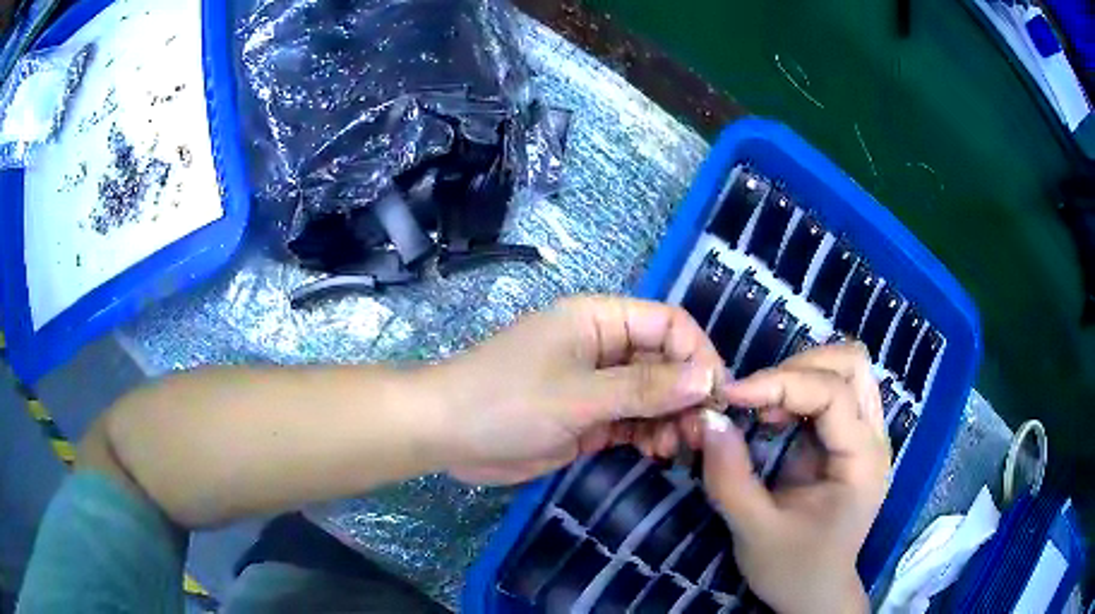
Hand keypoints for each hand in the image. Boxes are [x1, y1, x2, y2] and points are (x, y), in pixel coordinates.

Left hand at [427, 295, 725, 484]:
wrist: (446, 435)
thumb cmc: (506, 402)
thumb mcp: (579, 395)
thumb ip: (645, 388)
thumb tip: (708, 378)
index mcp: (599, 319)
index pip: (668, 324)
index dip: (698, 355)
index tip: (719, 395)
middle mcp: (602, 346)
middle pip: (664, 361)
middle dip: (687, 394)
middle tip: (702, 432)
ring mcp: (595, 384)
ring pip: (652, 395)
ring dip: (671, 418)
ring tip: (678, 447)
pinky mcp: (587, 417)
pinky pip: (632, 420)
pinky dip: (649, 434)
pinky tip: (657, 452)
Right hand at [701, 343, 889, 613]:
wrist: (816, 593)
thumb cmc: (793, 569)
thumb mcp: (754, 531)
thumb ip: (730, 477)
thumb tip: (708, 419)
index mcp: (862, 461)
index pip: (832, 393)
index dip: (780, 384)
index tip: (731, 395)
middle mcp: (873, 438)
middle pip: (852, 364)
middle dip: (799, 366)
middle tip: (757, 397)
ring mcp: (865, 436)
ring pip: (847, 369)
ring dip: (802, 373)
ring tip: (765, 406)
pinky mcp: (849, 440)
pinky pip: (833, 390)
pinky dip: (801, 390)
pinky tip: (775, 417)